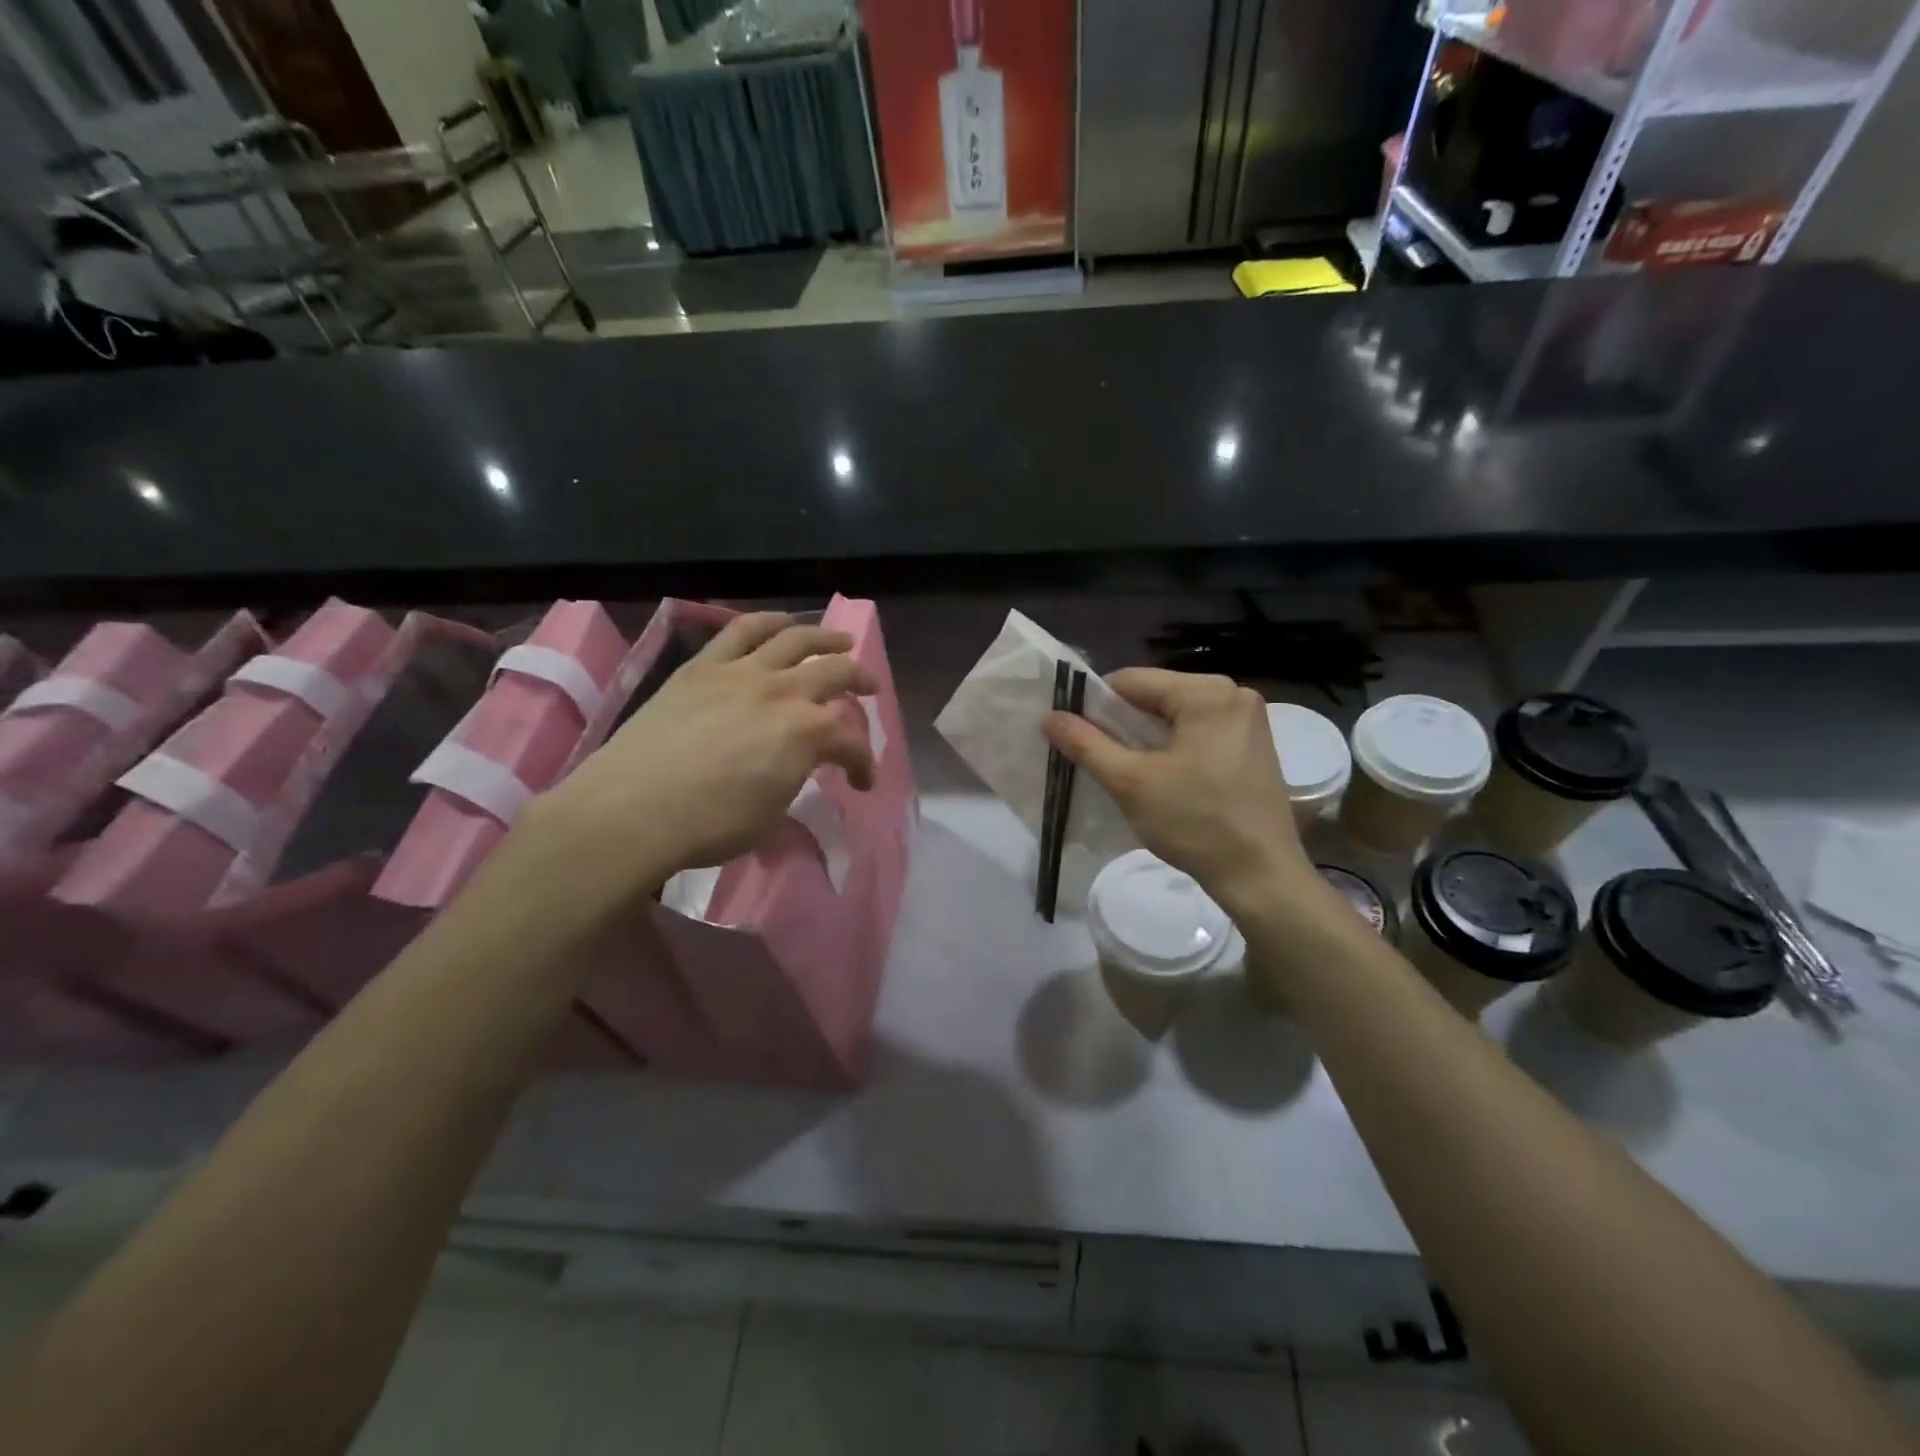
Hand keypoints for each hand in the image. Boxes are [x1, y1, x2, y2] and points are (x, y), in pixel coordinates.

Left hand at [533, 613, 875, 894]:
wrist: (631, 810)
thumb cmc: (710, 826)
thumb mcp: (771, 814)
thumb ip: (793, 780)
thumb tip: (793, 767)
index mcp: (806, 734)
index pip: (850, 743)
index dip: (863, 763)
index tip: (861, 782)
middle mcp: (782, 692)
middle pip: (835, 674)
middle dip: (861, 683)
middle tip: (870, 689)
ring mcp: (740, 673)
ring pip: (794, 640)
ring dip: (825, 638)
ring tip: (841, 641)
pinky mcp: (702, 667)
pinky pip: (741, 631)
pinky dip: (767, 621)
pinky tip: (782, 621)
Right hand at [1043, 669, 1316, 914]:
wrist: (1260, 876)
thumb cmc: (1195, 822)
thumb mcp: (1130, 782)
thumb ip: (1086, 743)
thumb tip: (1050, 716)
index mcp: (1207, 691)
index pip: (1132, 681)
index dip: (1095, 706)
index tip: (1076, 738)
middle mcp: (1234, 694)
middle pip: (1156, 697)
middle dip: (1123, 725)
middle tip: (1101, 762)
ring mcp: (1249, 720)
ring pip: (1176, 717)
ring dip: (1146, 740)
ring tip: (1128, 774)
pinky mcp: (1254, 747)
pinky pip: (1199, 733)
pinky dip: (1173, 750)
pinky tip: (1163, 780)